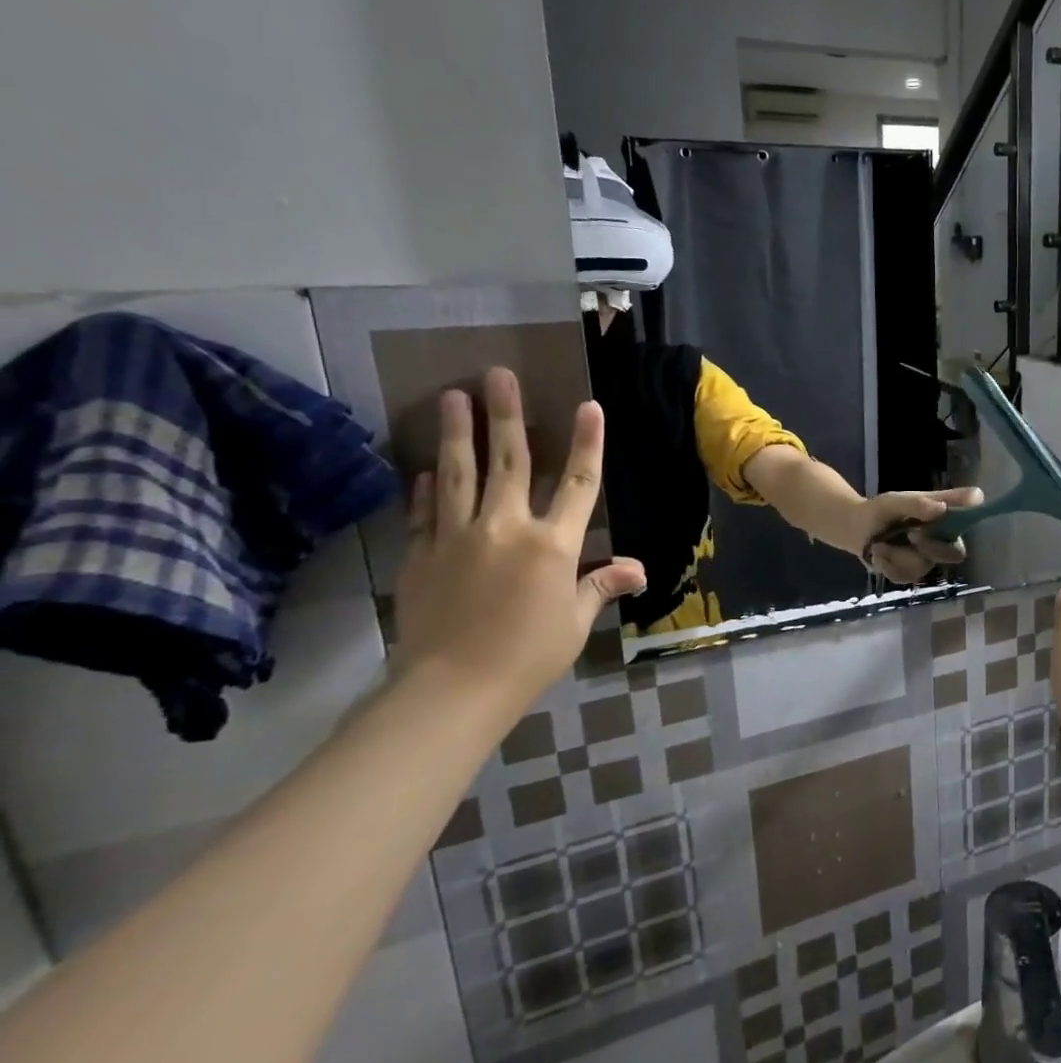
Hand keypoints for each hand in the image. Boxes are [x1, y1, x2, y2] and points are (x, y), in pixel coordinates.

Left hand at [391, 368, 646, 727]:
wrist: (453, 688)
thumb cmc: (529, 655)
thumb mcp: (575, 622)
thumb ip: (601, 586)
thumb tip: (637, 569)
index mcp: (553, 544)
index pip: (579, 483)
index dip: (587, 443)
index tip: (588, 406)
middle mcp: (506, 527)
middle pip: (510, 461)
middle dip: (507, 415)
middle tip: (496, 374)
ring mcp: (457, 537)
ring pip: (459, 474)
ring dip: (457, 433)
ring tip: (451, 396)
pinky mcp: (422, 555)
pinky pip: (425, 511)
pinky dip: (427, 486)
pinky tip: (426, 467)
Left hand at [858, 487, 985, 584]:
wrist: (857, 528)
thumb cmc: (883, 510)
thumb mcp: (896, 501)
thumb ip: (919, 503)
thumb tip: (942, 508)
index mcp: (944, 521)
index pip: (966, 527)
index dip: (958, 529)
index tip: (933, 521)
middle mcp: (941, 543)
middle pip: (953, 554)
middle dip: (930, 546)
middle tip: (911, 534)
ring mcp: (926, 561)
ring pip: (922, 566)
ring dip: (898, 554)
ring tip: (881, 543)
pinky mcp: (909, 574)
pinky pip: (904, 576)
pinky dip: (886, 564)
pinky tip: (878, 553)